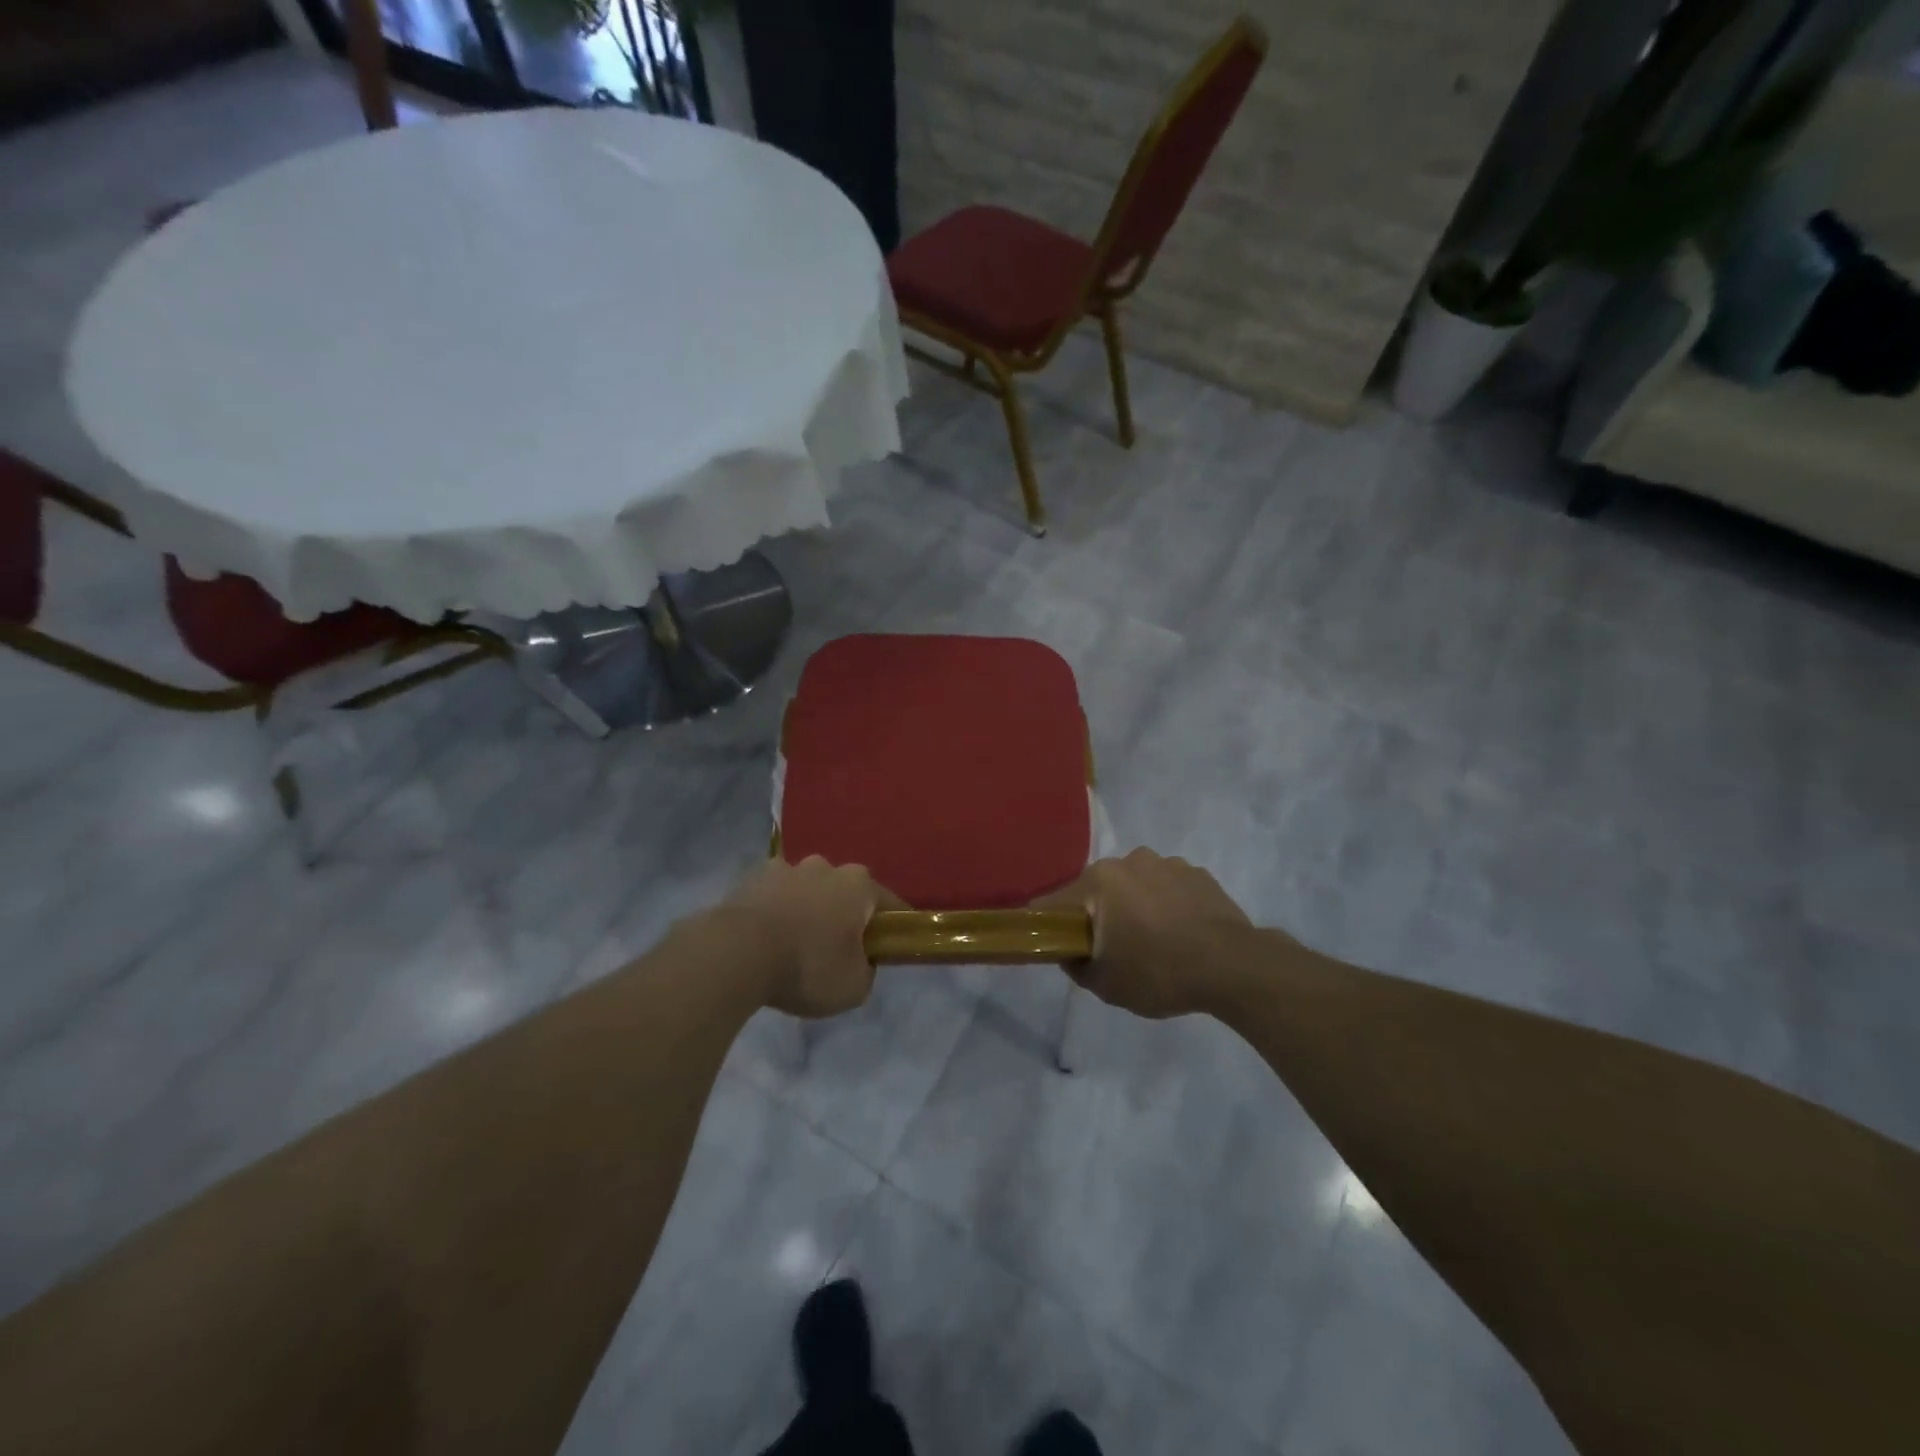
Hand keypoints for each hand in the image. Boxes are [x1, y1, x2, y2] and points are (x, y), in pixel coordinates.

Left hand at [722, 857, 896, 1018]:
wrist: (736, 954)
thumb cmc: (807, 966)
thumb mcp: (854, 987)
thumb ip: (867, 970)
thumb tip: (861, 961)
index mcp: (859, 885)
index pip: (890, 904)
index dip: (893, 928)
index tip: (889, 948)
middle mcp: (825, 866)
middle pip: (844, 892)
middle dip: (844, 915)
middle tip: (837, 950)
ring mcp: (785, 868)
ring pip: (807, 890)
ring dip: (807, 909)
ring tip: (796, 945)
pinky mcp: (750, 879)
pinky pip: (774, 896)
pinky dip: (775, 912)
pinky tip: (767, 940)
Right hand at [1035, 848, 1254, 1017]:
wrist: (1234, 967)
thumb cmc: (1160, 972)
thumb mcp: (1105, 985)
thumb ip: (1076, 965)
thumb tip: (1070, 952)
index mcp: (1098, 881)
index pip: (1054, 902)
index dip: (1049, 925)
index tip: (1059, 946)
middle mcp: (1128, 861)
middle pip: (1097, 890)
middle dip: (1099, 915)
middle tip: (1113, 950)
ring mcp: (1166, 863)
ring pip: (1134, 885)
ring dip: (1135, 906)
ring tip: (1155, 942)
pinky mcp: (1198, 873)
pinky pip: (1168, 887)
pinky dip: (1167, 905)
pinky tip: (1182, 934)